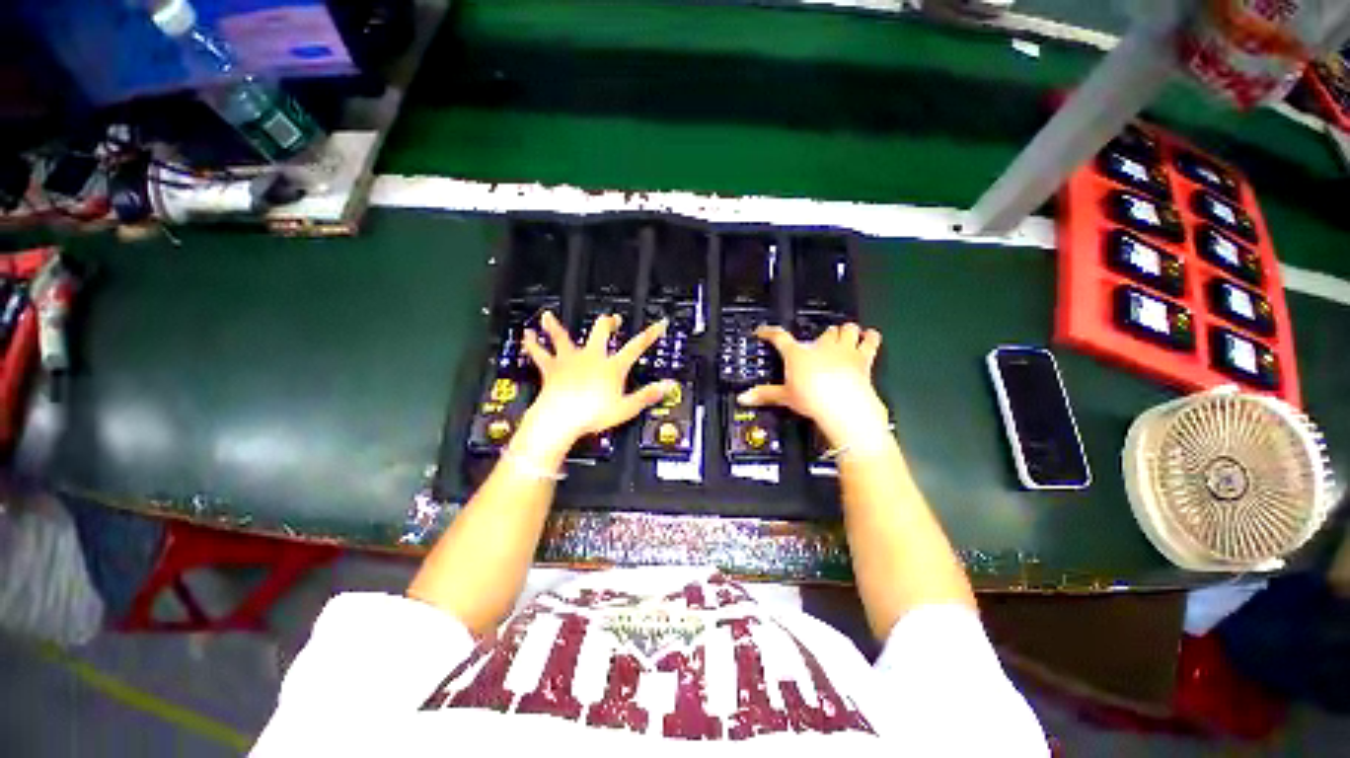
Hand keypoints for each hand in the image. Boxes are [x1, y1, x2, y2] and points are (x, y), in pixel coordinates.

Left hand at [516, 311, 674, 456]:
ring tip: (549, 316)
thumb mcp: (626, 408)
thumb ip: (648, 395)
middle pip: (600, 333)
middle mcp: (591, 357)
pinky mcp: (551, 369)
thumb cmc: (593, 415)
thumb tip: (667, 386)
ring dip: (557, 326)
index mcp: (612, 367)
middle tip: (611, 318)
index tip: (659, 324)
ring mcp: (570, 361)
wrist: (560, 420)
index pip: (636, 346)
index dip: (650, 334)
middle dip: (607, 323)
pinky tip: (527, 336)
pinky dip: (533, 344)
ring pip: (563, 337)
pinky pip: (540, 354)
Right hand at [738, 323, 889, 447]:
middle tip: (817, 346)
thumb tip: (743, 398)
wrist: (844, 407)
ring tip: (843, 337)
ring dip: (845, 332)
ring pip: (847, 329)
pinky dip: (869, 337)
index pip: (779, 337)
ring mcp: (844, 349)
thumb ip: (764, 394)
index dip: (769, 332)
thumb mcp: (785, 397)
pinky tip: (868, 337)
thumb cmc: (812, 399)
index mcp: (798, 353)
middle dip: (821, 336)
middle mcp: (821, 346)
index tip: (763, 331)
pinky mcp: (863, 358)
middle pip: (822, 331)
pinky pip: (870, 339)